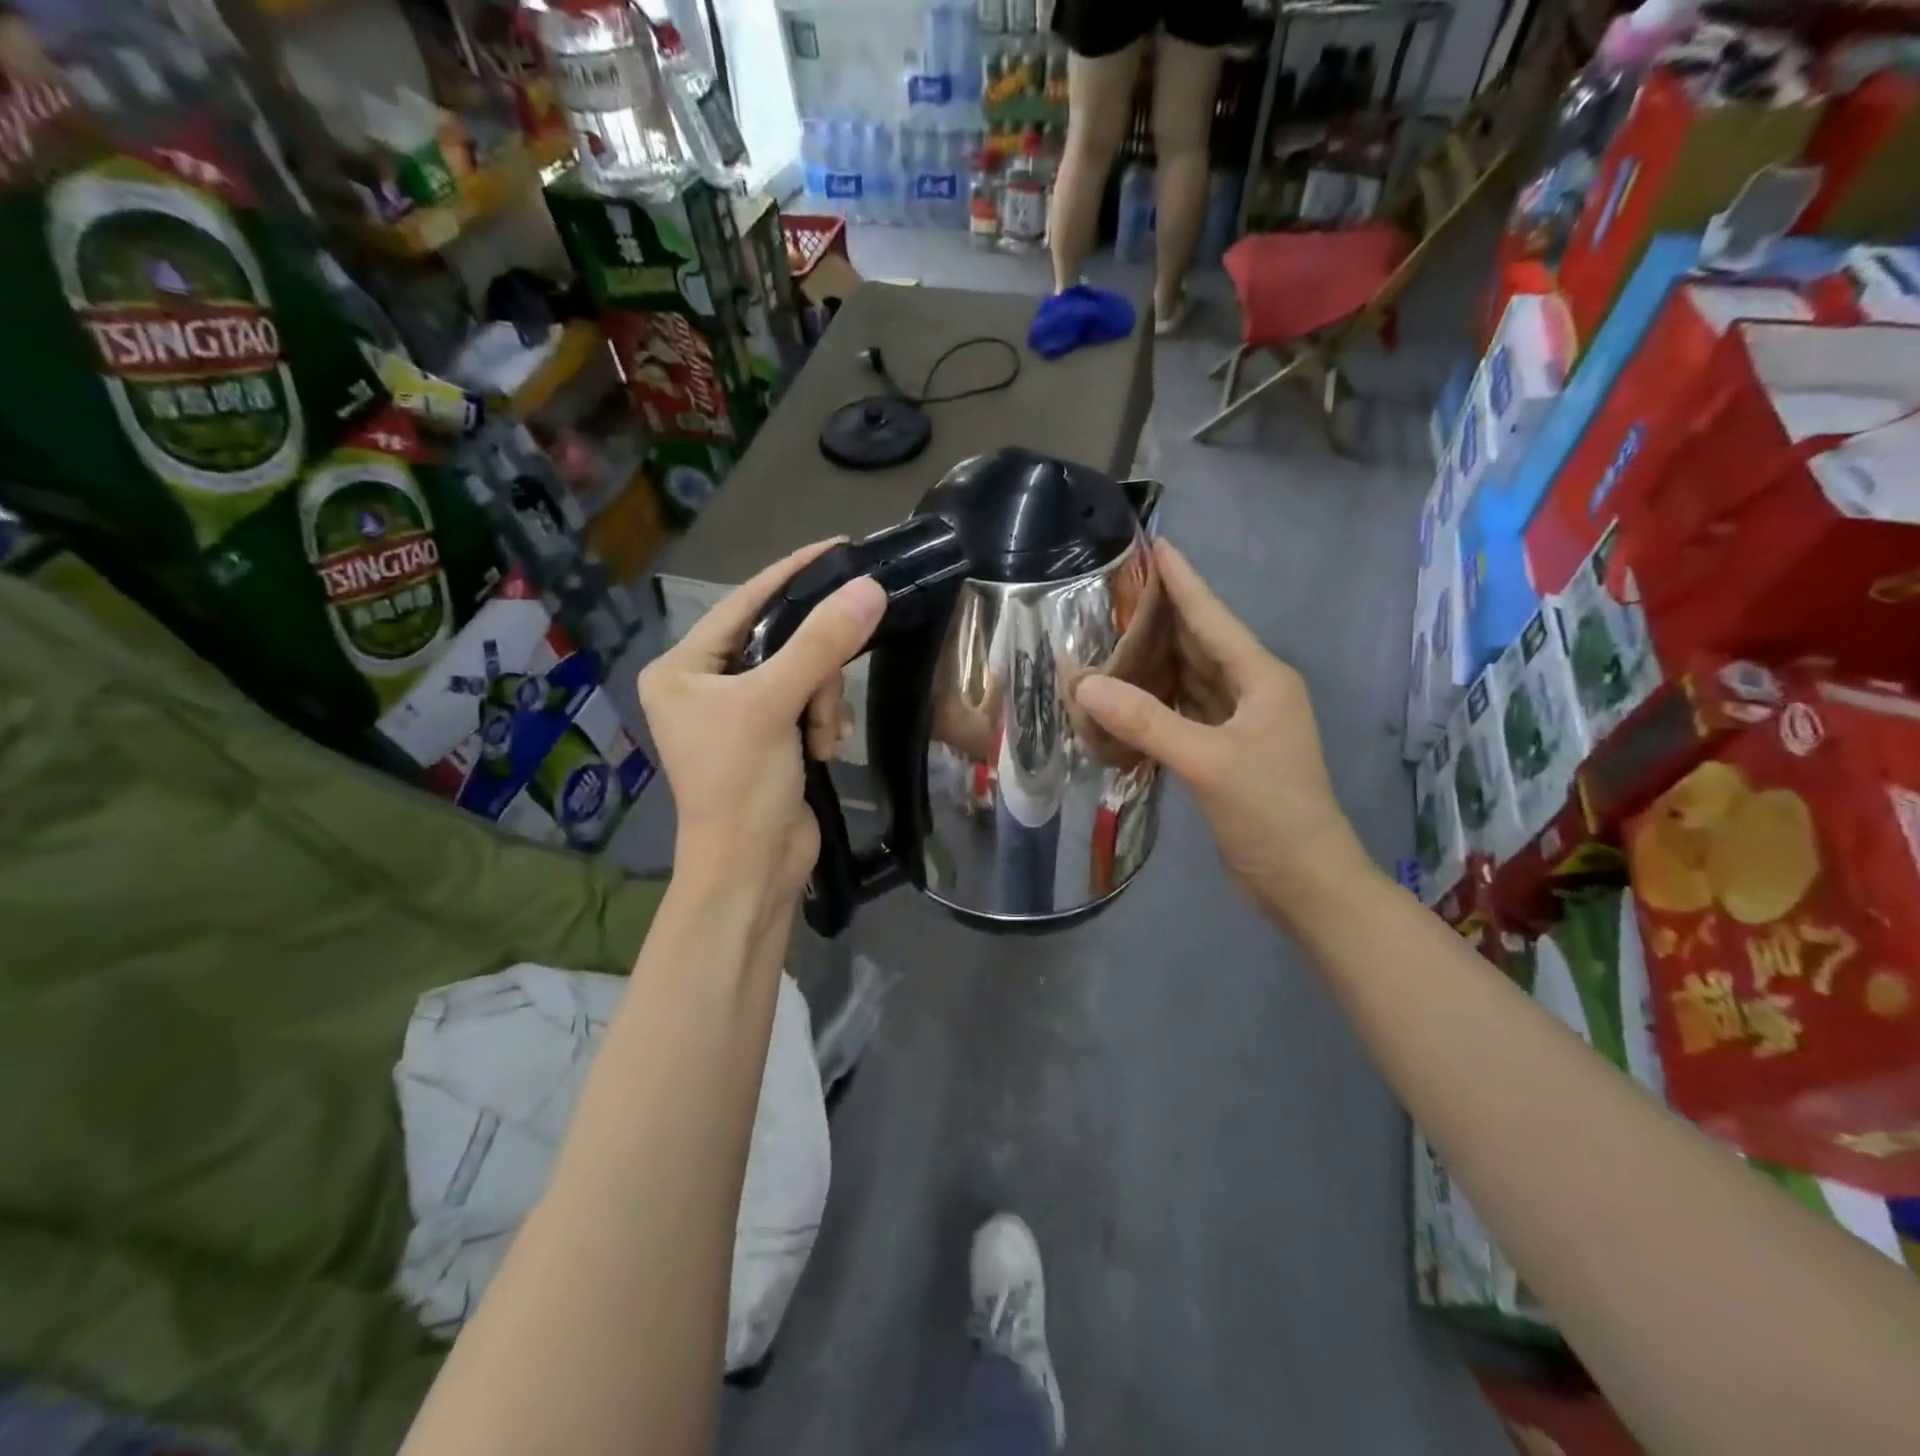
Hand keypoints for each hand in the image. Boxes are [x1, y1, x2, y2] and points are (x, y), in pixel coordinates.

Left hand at [638, 541, 885, 916]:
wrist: (753, 870)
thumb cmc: (742, 784)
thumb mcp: (775, 705)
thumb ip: (821, 644)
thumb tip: (870, 588)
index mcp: (683, 668)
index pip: (743, 602)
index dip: (792, 574)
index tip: (839, 547)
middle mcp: (706, 684)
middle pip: (781, 641)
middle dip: (812, 672)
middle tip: (821, 702)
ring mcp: (741, 713)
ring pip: (804, 674)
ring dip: (822, 704)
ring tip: (820, 740)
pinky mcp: (772, 737)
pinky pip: (811, 704)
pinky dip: (825, 723)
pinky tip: (824, 752)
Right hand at [1073, 540, 1367, 923]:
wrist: (1305, 881)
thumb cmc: (1270, 813)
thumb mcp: (1207, 762)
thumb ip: (1146, 721)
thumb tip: (1084, 684)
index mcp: (1262, 679)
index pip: (1213, 617)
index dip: (1183, 581)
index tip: (1156, 543)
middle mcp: (1253, 691)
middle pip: (1200, 642)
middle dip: (1160, 616)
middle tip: (1112, 590)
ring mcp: (1241, 724)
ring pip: (1191, 678)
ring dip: (1154, 660)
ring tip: (1108, 635)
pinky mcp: (1226, 752)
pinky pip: (1185, 712)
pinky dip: (1155, 702)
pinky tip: (1124, 695)